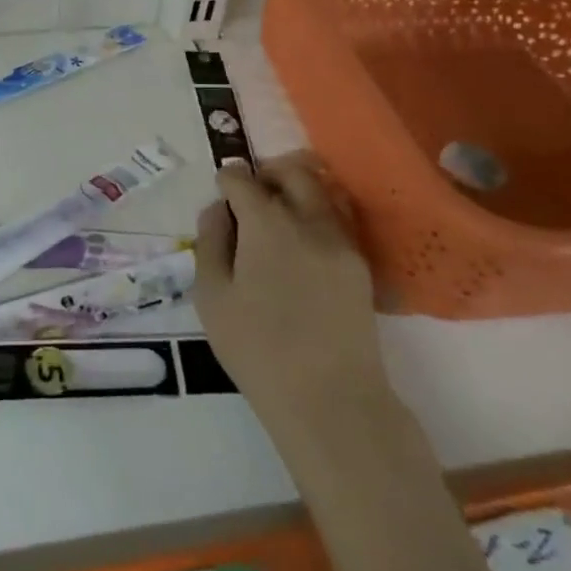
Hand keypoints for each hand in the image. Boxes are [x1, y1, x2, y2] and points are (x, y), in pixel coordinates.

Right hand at [193, 157, 391, 439]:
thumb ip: (210, 242)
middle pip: (292, 171)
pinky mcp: (360, 264)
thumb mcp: (211, 297)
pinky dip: (317, 214)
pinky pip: (337, 219)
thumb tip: (218, 209)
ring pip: (321, 191)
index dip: (227, 179)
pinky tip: (301, 243)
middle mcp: (308, 220)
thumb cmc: (257, 350)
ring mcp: (341, 241)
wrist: (330, 399)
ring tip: (277, 216)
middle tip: (250, 194)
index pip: (243, 179)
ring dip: (295, 190)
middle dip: (267, 172)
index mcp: (267, 224)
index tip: (220, 190)